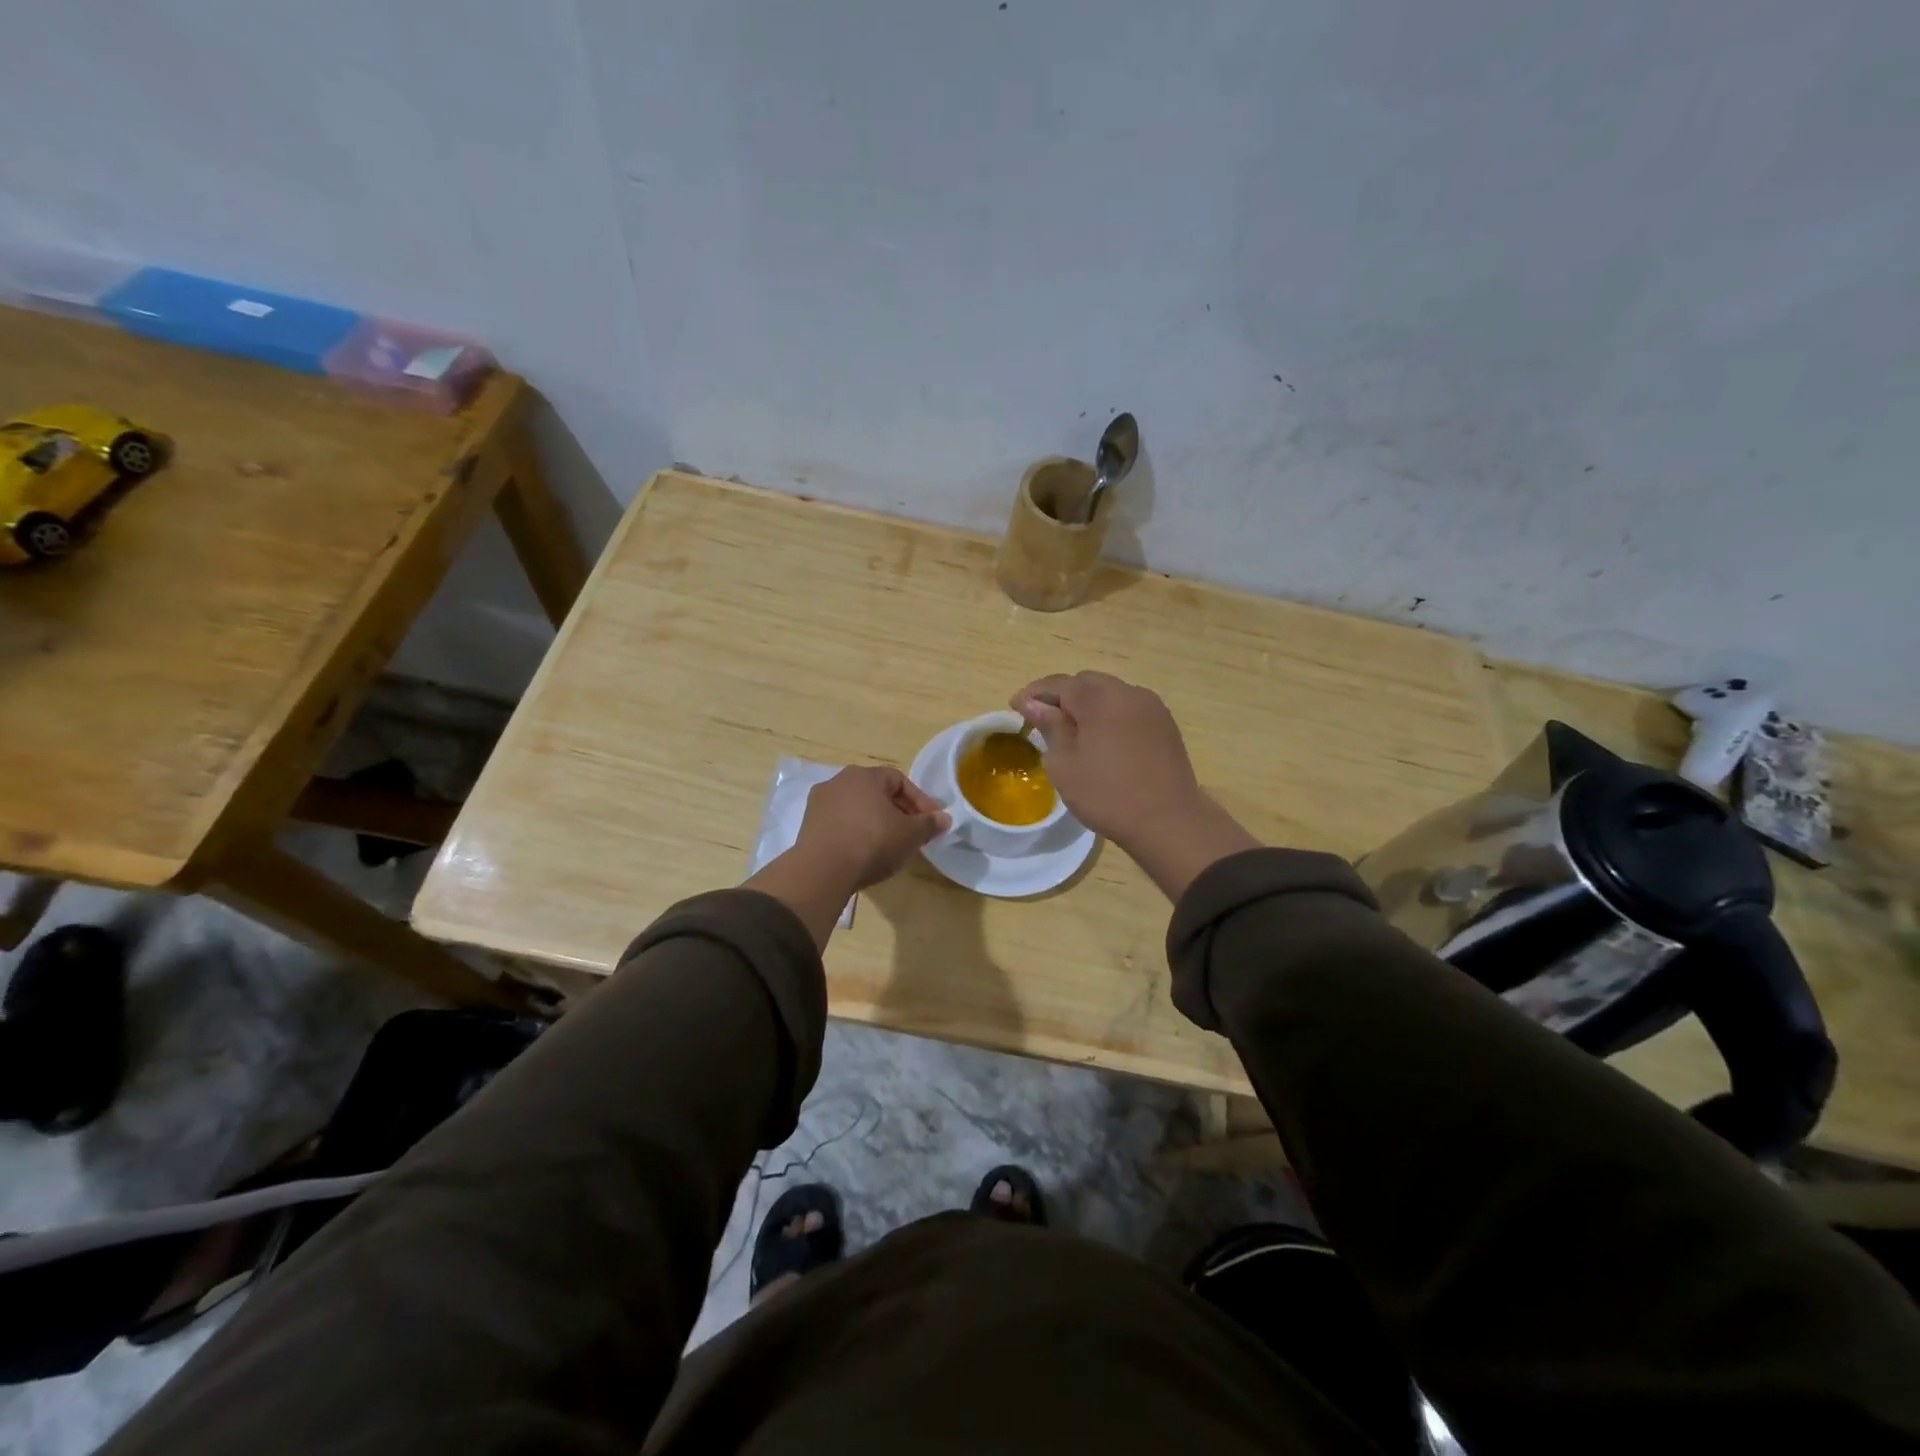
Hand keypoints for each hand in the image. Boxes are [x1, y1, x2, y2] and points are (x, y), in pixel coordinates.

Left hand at [793, 765, 949, 892]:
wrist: (823, 869)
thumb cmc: (873, 841)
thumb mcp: (910, 834)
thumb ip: (929, 824)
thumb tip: (944, 818)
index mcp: (864, 775)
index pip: (899, 780)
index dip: (919, 800)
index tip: (931, 821)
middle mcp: (838, 782)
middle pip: (876, 793)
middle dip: (898, 812)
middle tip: (912, 833)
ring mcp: (819, 804)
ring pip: (857, 809)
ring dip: (875, 823)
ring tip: (889, 846)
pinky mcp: (808, 827)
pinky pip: (840, 825)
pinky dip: (855, 834)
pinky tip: (864, 854)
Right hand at [1010, 672, 1201, 845]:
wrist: (1168, 820)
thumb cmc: (1107, 794)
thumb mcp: (1064, 764)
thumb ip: (1049, 727)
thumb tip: (1033, 704)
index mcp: (1099, 698)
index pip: (1059, 684)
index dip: (1034, 693)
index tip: (1016, 706)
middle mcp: (1127, 692)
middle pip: (1086, 683)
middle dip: (1062, 696)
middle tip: (1043, 718)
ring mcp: (1151, 706)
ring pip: (1110, 693)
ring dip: (1088, 704)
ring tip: (1073, 730)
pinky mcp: (1165, 724)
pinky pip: (1129, 709)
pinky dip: (1110, 715)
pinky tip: (1103, 739)